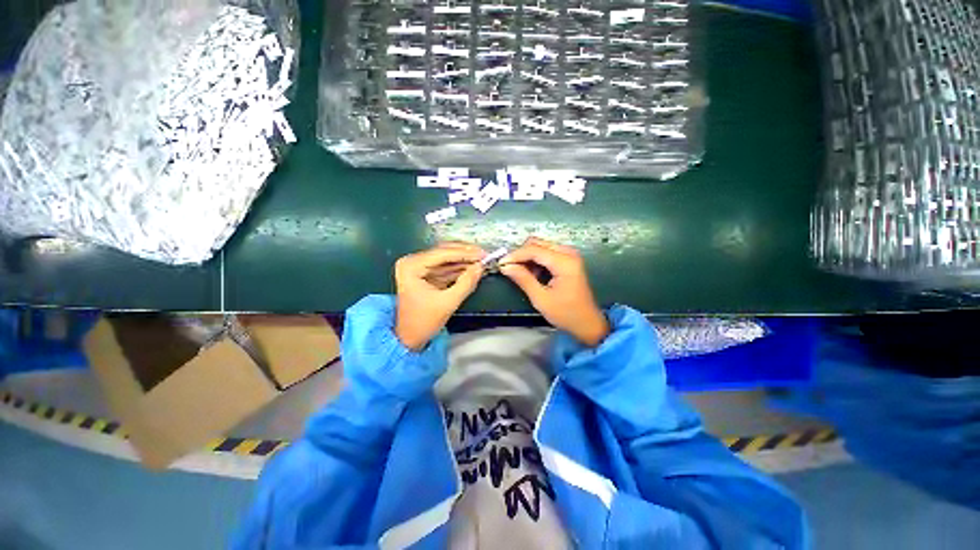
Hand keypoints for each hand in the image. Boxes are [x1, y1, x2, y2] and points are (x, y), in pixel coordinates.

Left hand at [394, 242, 485, 349]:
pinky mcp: (426, 274)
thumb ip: (466, 283)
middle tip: (484, 255)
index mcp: (411, 266)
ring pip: (446, 258)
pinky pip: (445, 267)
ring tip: (482, 260)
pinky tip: (473, 267)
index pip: (442, 254)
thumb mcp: (447, 303)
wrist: (409, 337)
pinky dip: (459, 268)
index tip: (483, 254)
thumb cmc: (423, 322)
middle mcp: (412, 262)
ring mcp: (419, 267)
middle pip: (443, 252)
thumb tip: (481, 267)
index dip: (464, 253)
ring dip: (464, 260)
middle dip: (465, 254)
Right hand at [499, 237, 609, 346]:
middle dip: (521, 254)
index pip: (534, 250)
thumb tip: (505, 266)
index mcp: (564, 262)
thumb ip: (523, 279)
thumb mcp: (541, 299)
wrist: (587, 323)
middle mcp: (568, 253)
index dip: (515, 255)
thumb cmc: (566, 313)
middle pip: (537, 243)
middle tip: (509, 269)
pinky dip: (536, 260)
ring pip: (541, 246)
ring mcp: (570, 255)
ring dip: (528, 257)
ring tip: (521, 274)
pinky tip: (533, 274)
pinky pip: (547, 252)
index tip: (501, 264)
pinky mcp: (568, 259)